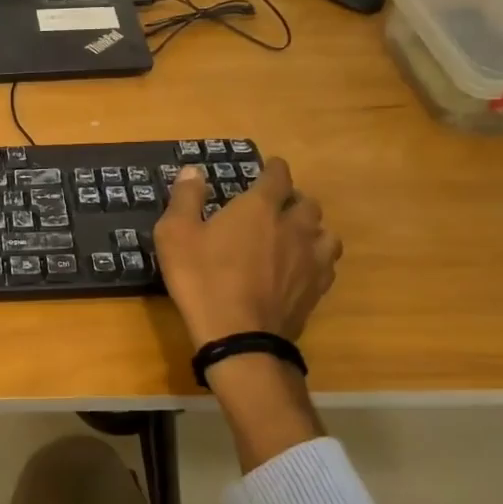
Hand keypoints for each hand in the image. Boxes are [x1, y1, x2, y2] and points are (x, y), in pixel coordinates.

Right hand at [153, 159, 341, 349]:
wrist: (238, 336)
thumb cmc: (202, 278)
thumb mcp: (175, 234)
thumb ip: (185, 198)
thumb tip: (193, 171)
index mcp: (259, 208)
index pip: (278, 177)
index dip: (274, 169)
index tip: (271, 167)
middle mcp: (293, 227)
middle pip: (307, 203)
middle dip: (294, 199)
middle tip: (278, 206)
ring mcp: (310, 260)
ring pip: (325, 233)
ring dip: (312, 229)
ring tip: (297, 236)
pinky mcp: (317, 289)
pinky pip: (327, 264)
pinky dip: (317, 259)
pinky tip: (303, 268)